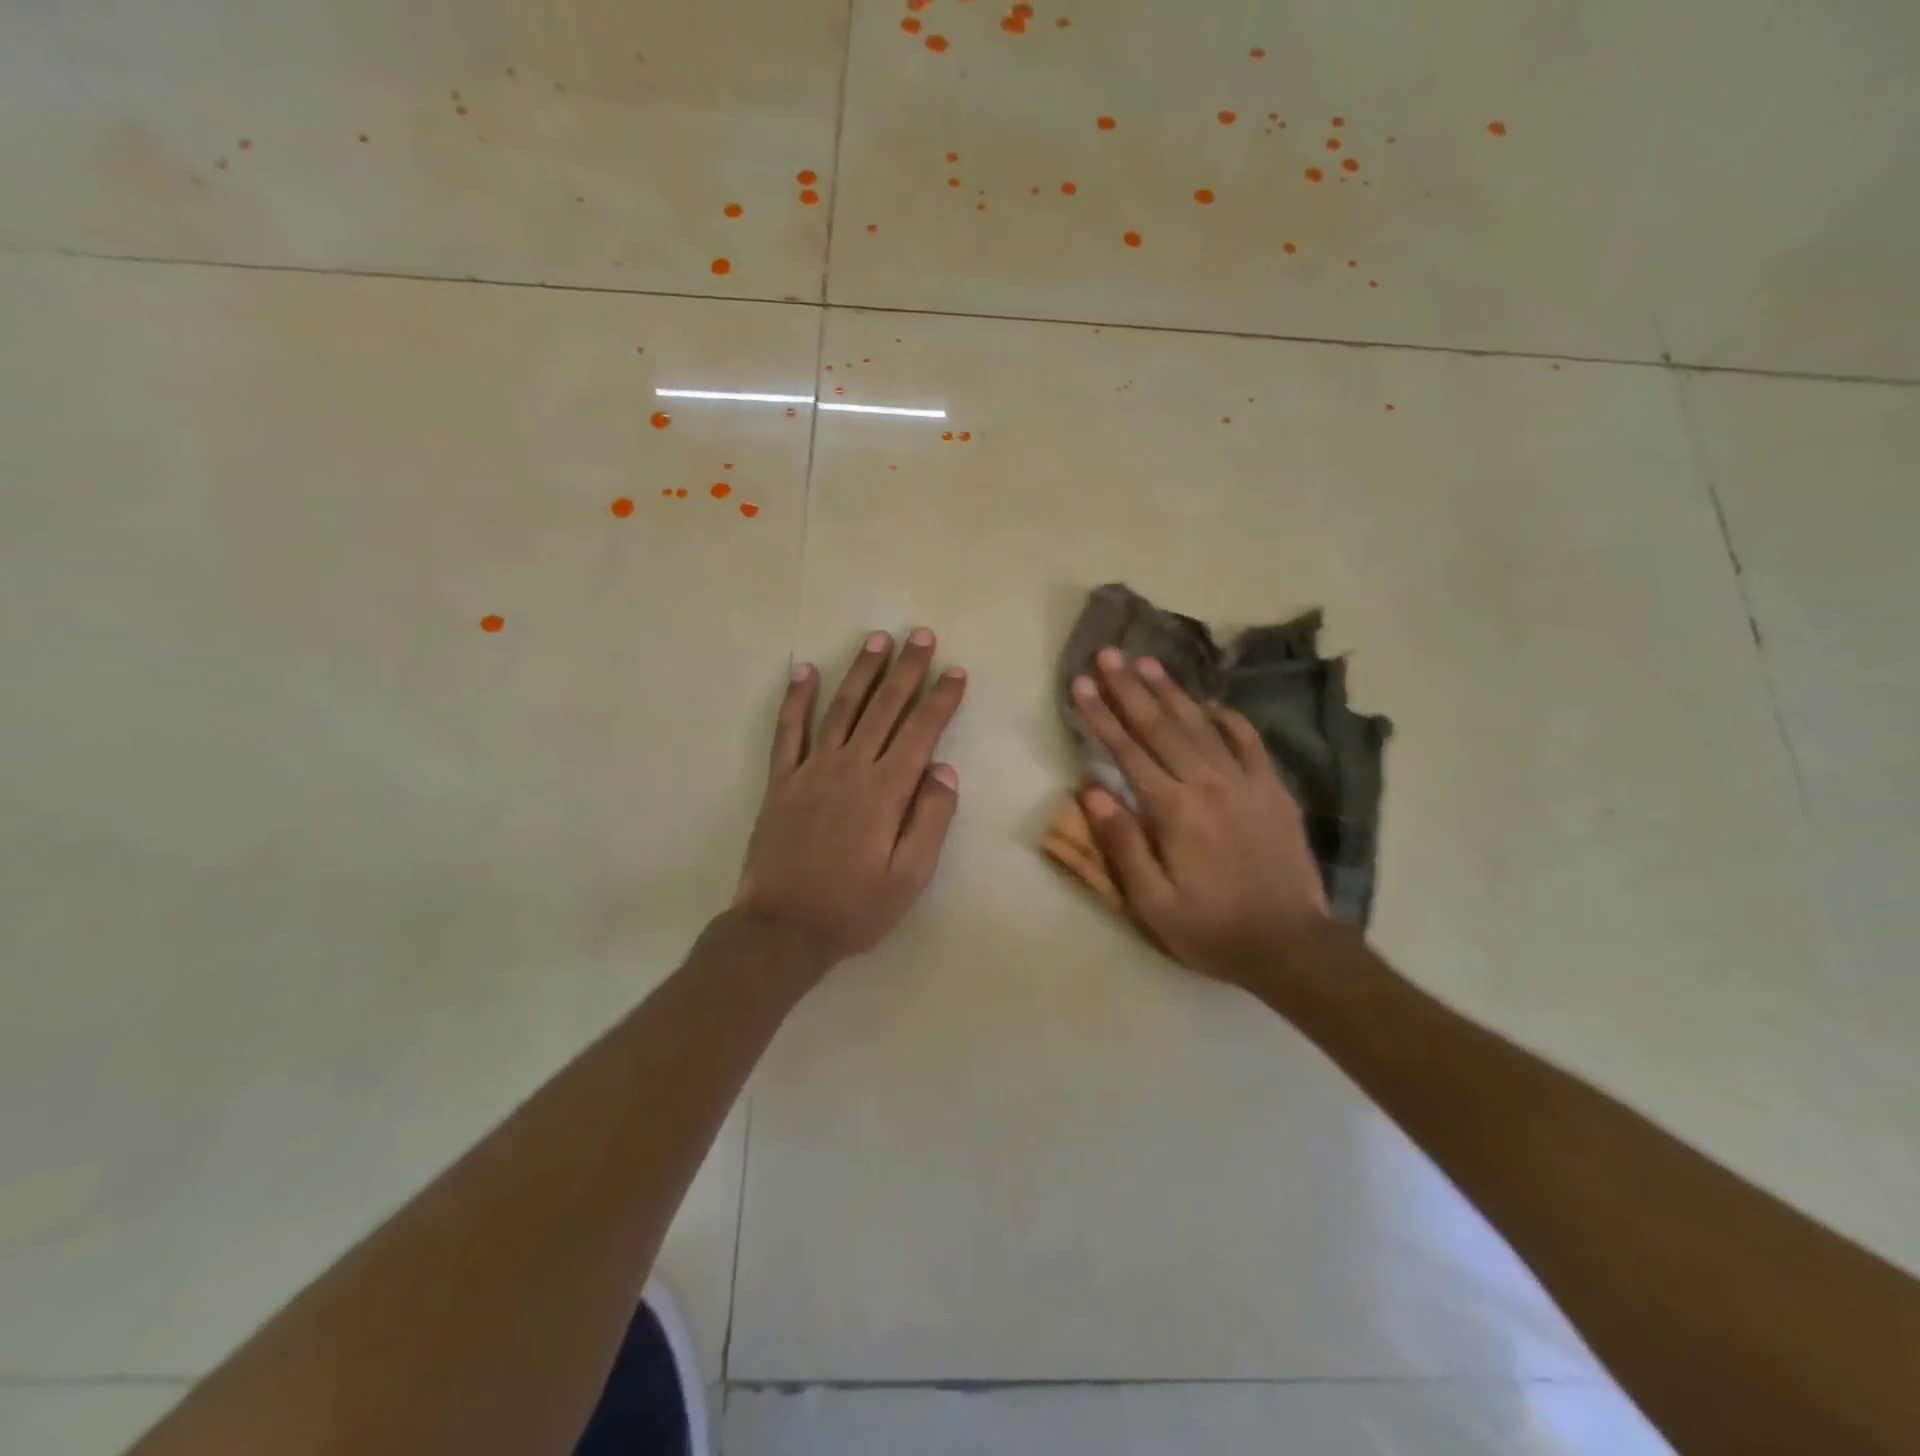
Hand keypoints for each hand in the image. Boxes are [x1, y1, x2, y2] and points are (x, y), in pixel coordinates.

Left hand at [734, 629, 966, 971]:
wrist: (782, 929)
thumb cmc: (854, 907)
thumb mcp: (909, 877)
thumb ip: (930, 820)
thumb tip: (943, 770)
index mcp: (886, 791)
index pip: (921, 731)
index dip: (941, 699)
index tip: (957, 672)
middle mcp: (850, 768)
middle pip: (884, 707)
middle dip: (907, 670)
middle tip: (922, 636)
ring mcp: (811, 770)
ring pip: (841, 708)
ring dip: (861, 671)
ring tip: (877, 639)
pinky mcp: (782, 781)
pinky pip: (789, 731)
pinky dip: (796, 698)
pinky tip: (804, 670)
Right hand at [1070, 647, 1333, 990]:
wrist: (1292, 945)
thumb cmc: (1212, 928)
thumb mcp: (1153, 903)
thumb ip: (1122, 844)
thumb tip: (1091, 790)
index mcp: (1172, 810)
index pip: (1126, 751)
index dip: (1101, 715)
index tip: (1082, 684)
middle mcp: (1207, 783)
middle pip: (1160, 726)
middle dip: (1129, 687)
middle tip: (1109, 653)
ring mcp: (1245, 782)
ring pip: (1200, 724)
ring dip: (1171, 691)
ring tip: (1147, 661)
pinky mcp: (1273, 789)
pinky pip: (1249, 741)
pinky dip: (1228, 718)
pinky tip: (1211, 702)